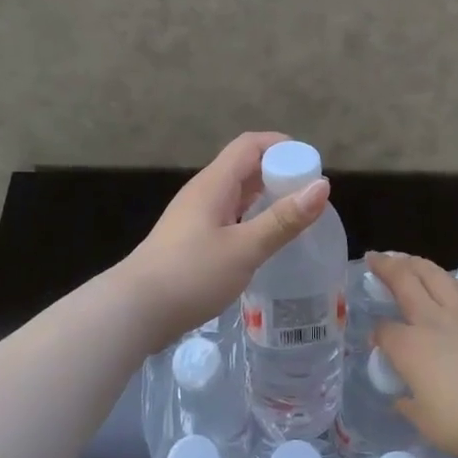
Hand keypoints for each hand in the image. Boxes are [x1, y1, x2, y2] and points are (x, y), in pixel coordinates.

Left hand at [122, 132, 330, 346]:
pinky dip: (251, 218)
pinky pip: (228, 216)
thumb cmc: (191, 275)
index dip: (282, 146)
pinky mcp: (191, 240)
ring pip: (236, 194)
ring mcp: (194, 217)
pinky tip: (264, 240)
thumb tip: (323, 186)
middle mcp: (203, 193)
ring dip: (265, 197)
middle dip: (278, 172)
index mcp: (214, 184)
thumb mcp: (244, 249)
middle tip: (310, 195)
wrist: (134, 312)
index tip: (312, 165)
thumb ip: (283, 219)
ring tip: (295, 216)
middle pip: (244, 167)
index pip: (250, 145)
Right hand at [368, 252, 457, 457]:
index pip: (384, 330)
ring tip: (407, 259)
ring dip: (418, 264)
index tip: (377, 340)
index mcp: (409, 347)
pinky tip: (455, 283)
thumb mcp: (424, 421)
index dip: (377, 333)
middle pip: (404, 282)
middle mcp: (432, 321)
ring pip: (436, 276)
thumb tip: (401, 399)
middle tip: (375, 258)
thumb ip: (409, 404)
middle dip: (386, 267)